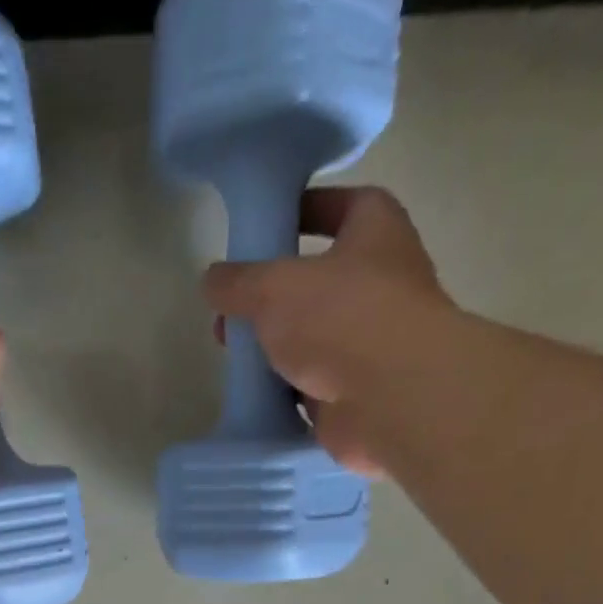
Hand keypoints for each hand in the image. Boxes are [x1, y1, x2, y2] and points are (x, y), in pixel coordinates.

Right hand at [204, 187, 451, 476]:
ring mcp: (370, 341)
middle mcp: (381, 281)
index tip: (266, 227)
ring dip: (276, 345)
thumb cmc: (341, 318)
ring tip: (236, 356)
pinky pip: (312, 384)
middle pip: (319, 280)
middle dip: (273, 295)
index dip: (305, 210)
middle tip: (234, 310)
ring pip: (313, 336)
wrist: (390, 398)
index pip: (343, 205)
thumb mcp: (273, 287)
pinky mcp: (356, 391)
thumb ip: (238, 281)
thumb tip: (212, 280)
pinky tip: (255, 393)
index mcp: (376, 231)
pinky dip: (286, 388)